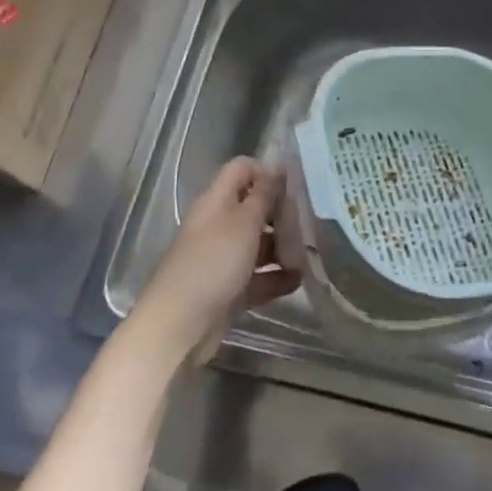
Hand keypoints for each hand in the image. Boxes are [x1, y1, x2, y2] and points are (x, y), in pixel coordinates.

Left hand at [131, 157, 299, 365]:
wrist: (180, 325)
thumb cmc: (213, 262)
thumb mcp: (244, 222)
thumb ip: (264, 194)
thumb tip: (277, 165)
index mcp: (217, 201)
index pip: (241, 169)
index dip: (267, 171)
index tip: (295, 184)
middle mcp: (218, 224)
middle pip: (253, 207)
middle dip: (281, 212)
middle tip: (310, 220)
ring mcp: (222, 258)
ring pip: (258, 243)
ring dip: (283, 247)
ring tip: (311, 252)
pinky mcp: (228, 289)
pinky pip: (257, 277)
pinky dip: (276, 277)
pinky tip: (300, 280)